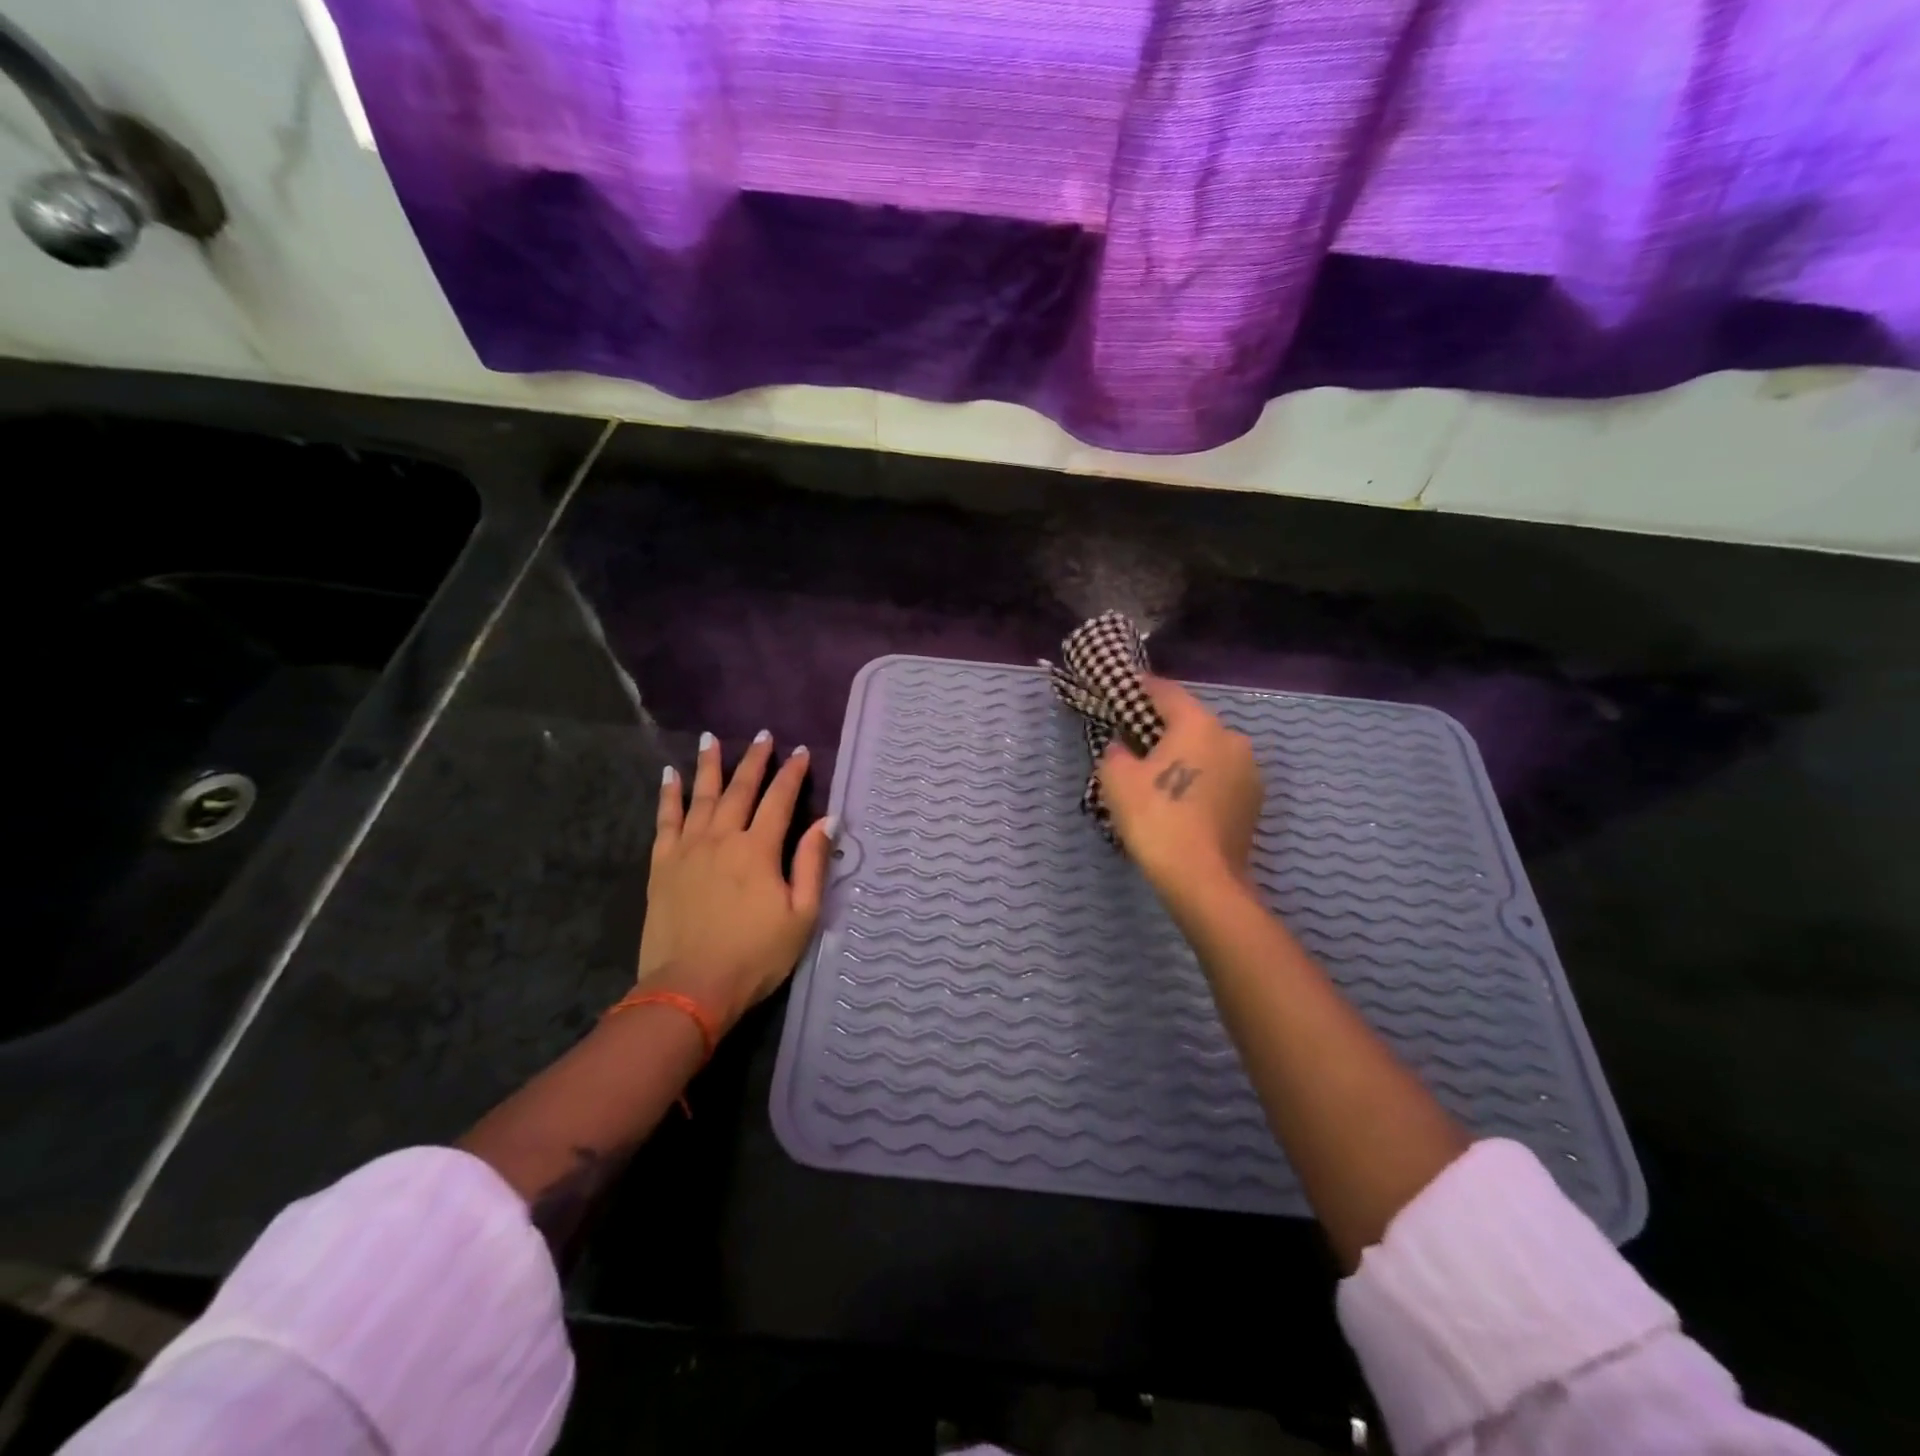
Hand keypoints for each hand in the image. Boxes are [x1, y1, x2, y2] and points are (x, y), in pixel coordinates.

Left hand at [637, 731, 833, 1033]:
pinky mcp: (662, 865)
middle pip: (740, 789)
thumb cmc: (755, 955)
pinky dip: (668, 795)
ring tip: (710, 738)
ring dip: (708, 765)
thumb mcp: (801, 915)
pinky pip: (665, 820)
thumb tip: (826, 820)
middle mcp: (722, 838)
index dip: (792, 774)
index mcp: (759, 850)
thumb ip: (812, 864)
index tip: (801, 751)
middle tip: (763, 735)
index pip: (780, 800)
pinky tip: (670, 775)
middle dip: (754, 760)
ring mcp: (688, 849)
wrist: (691, 987)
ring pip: (701, 796)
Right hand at [1097, 677, 1261, 904]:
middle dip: (1164, 727)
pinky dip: (1202, 780)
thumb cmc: (1156, 818)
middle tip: (1136, 741)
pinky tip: (1183, 800)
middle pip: (1191, 722)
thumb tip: (1124, 747)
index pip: (1166, 691)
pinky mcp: (1255, 801)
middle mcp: (1231, 737)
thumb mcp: (1116, 779)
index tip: (1123, 689)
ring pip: (1209, 751)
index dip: (1141, 688)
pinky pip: (1220, 777)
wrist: (1202, 878)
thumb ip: (1116, 752)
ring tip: (1160, 776)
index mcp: (1198, 723)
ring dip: (1186, 756)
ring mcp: (1249, 770)